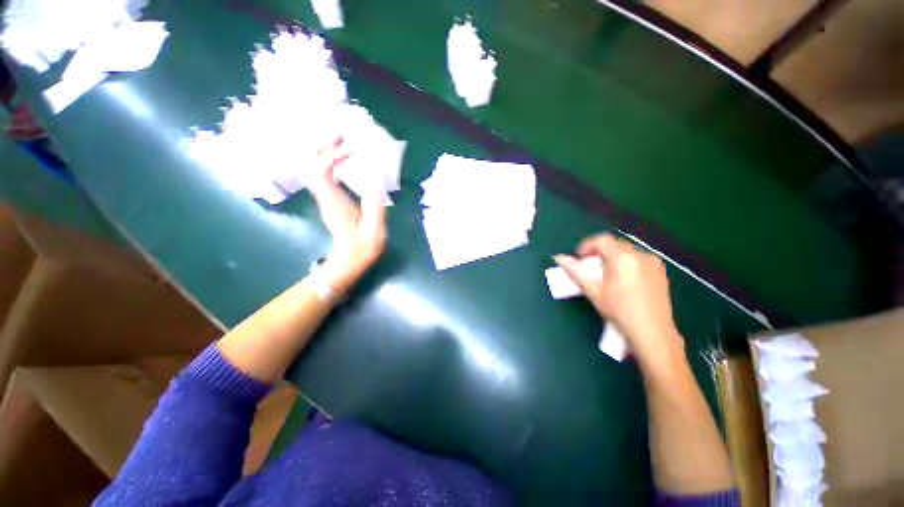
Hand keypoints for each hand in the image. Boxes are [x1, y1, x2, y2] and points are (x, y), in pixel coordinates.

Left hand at [309, 139, 386, 293]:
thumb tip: (375, 177)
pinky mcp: (330, 199)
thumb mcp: (375, 227)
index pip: (321, 171)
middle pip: (313, 164)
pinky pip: (324, 174)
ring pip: (316, 168)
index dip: (331, 156)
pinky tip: (345, 160)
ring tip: (343, 142)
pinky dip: (331, 162)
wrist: (352, 259)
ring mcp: (325, 197)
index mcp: (335, 202)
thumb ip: (374, 202)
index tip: (350, 151)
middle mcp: (325, 196)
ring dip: (326, 152)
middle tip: (341, 135)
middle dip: (324, 147)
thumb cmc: (364, 246)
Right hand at [554, 234, 683, 372]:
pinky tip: (623, 281)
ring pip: (627, 251)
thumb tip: (559, 258)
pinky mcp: (661, 272)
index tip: (579, 258)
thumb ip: (575, 271)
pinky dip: (626, 263)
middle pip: (615, 244)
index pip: (602, 240)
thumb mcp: (593, 291)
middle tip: (590, 267)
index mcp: (623, 258)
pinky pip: (639, 259)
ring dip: (612, 257)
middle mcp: (640, 255)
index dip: (587, 245)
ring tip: (605, 275)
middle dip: (599, 252)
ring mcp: (653, 263)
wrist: (652, 332)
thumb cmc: (619, 311)